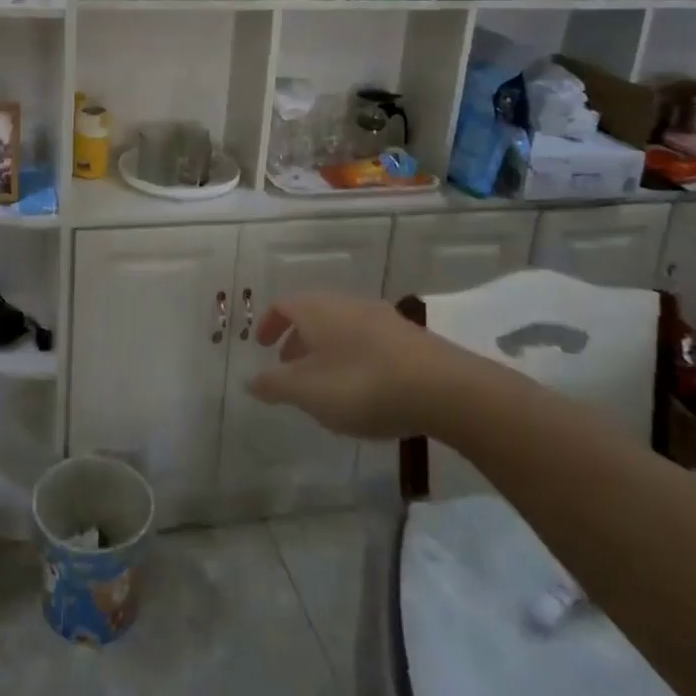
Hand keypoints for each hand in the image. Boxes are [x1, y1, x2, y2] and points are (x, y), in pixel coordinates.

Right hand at [246, 293, 502, 439]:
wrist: (445, 389)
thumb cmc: (362, 385)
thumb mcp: (308, 392)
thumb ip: (275, 385)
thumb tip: (250, 380)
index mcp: (316, 309)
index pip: (283, 305)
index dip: (269, 324)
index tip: (262, 346)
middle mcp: (346, 303)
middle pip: (313, 314)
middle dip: (297, 339)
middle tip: (289, 368)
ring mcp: (381, 317)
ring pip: (341, 327)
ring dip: (326, 350)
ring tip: (325, 384)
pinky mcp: (408, 337)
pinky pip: (367, 340)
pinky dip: (353, 356)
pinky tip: (363, 388)